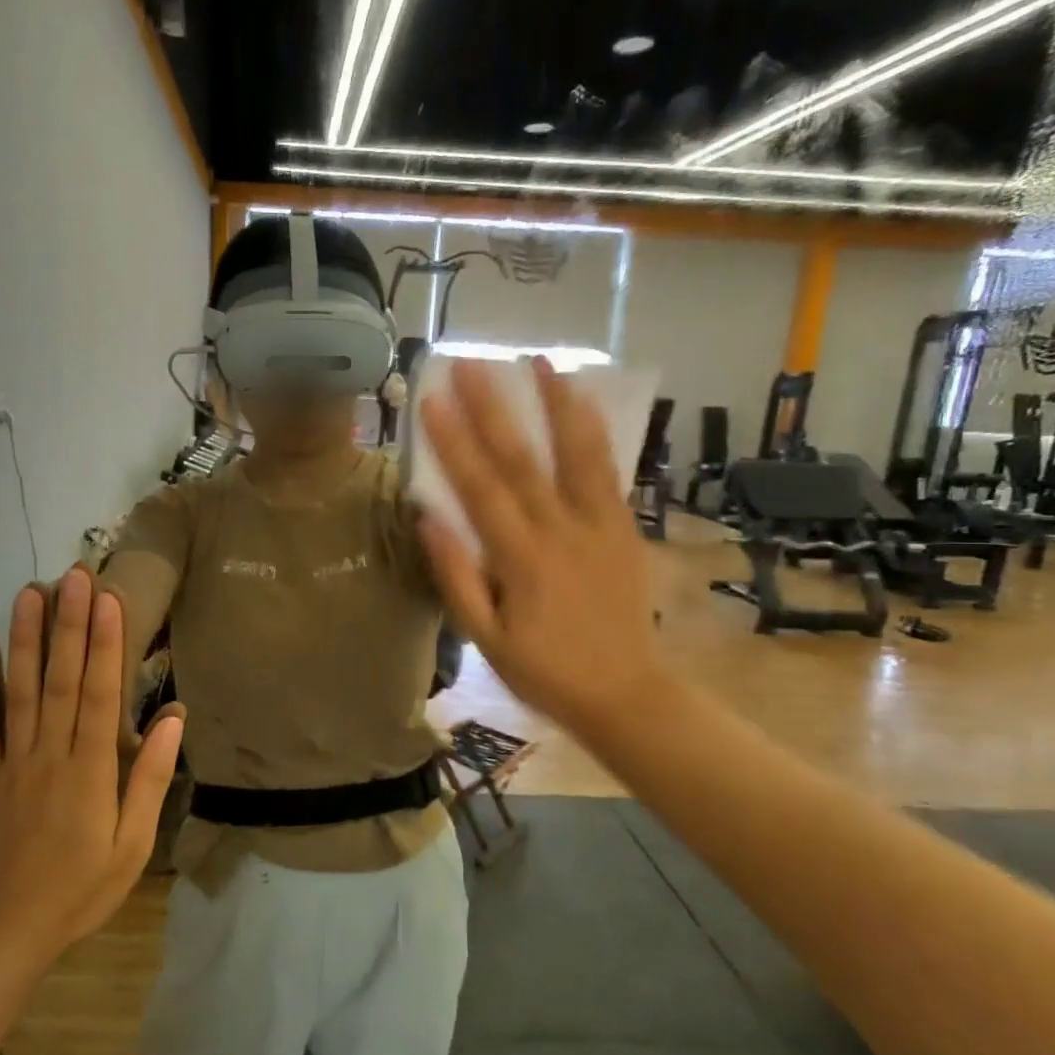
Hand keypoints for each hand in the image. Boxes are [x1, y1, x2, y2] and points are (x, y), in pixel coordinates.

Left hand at [0, 569, 184, 958]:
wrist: (3, 932)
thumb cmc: (79, 889)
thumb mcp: (132, 846)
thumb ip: (150, 780)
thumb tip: (173, 721)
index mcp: (88, 771)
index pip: (98, 694)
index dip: (104, 644)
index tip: (108, 600)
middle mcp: (48, 755)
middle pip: (59, 680)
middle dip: (68, 625)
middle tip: (73, 577)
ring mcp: (10, 764)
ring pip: (18, 691)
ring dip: (25, 640)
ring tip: (29, 594)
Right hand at [416, 357, 662, 739]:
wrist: (626, 693)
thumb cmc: (545, 672)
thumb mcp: (486, 639)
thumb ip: (457, 578)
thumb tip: (429, 520)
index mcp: (522, 560)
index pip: (480, 489)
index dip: (454, 442)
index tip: (433, 399)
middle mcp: (562, 531)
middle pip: (522, 460)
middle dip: (494, 408)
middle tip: (472, 362)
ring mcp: (600, 525)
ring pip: (576, 454)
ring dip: (556, 404)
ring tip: (540, 361)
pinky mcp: (623, 528)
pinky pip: (608, 471)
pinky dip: (594, 432)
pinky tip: (583, 401)